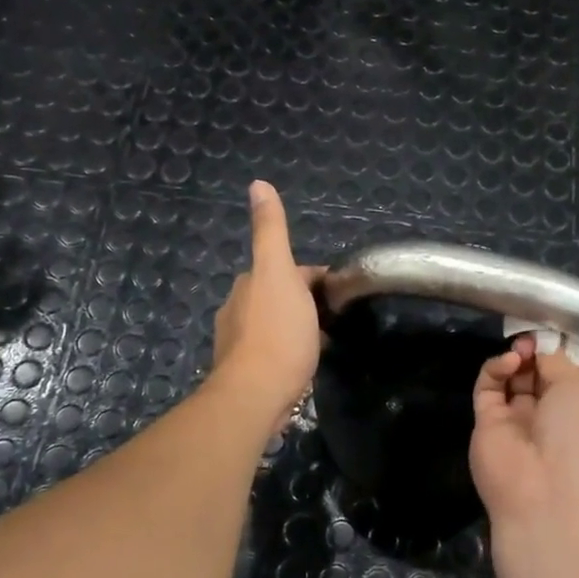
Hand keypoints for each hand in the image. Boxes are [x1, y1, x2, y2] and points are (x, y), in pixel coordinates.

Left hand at [210, 181, 324, 430]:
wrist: (256, 394)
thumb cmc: (277, 332)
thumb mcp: (278, 272)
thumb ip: (270, 230)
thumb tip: (257, 183)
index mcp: (249, 283)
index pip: (288, 271)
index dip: (315, 278)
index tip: (340, 294)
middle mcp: (237, 309)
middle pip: (280, 296)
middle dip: (306, 302)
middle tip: (337, 318)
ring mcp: (239, 343)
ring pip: (276, 325)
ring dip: (297, 328)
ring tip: (324, 342)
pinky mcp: (247, 373)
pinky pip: (273, 352)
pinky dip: (289, 352)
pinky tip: (304, 365)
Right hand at [470, 334, 578, 550]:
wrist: (548, 498)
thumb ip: (559, 362)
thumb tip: (544, 346)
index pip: (569, 376)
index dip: (559, 353)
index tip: (550, 333)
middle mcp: (552, 419)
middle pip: (539, 375)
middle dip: (537, 353)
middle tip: (532, 338)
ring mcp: (517, 423)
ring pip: (513, 380)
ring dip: (518, 358)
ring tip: (521, 350)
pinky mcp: (487, 425)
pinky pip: (488, 389)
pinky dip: (496, 370)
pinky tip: (508, 363)